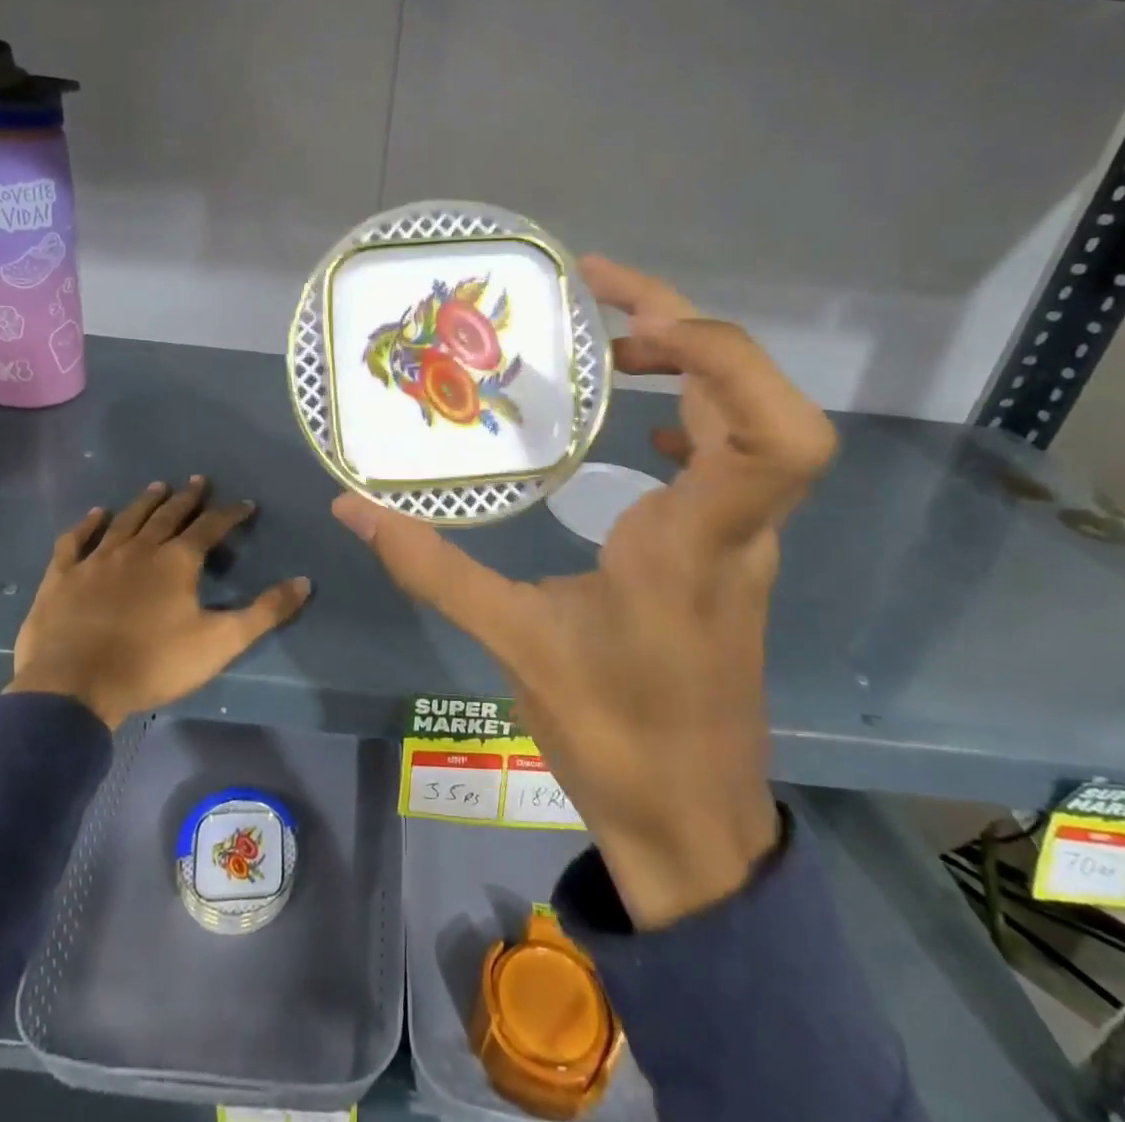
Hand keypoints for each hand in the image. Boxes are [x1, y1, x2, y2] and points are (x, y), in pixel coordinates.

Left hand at [9, 477, 311, 726]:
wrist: (74, 686)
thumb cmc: (153, 664)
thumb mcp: (220, 643)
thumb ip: (264, 612)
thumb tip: (305, 582)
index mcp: (177, 561)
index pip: (211, 527)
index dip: (230, 514)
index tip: (246, 504)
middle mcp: (139, 549)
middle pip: (168, 515)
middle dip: (187, 498)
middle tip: (198, 481)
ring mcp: (97, 559)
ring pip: (126, 520)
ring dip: (144, 502)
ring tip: (158, 486)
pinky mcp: (63, 576)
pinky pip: (76, 540)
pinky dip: (87, 525)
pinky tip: (95, 515)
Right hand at [333, 255, 835, 928]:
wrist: (690, 821)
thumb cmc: (610, 734)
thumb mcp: (511, 642)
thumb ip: (429, 566)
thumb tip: (352, 507)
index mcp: (695, 543)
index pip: (772, 435)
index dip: (721, 355)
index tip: (629, 324)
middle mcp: (738, 529)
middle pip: (767, 404)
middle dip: (693, 331)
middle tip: (603, 302)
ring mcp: (745, 540)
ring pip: (754, 424)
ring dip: (695, 365)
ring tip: (612, 347)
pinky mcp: (734, 554)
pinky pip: (735, 458)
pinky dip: (698, 415)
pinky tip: (641, 430)